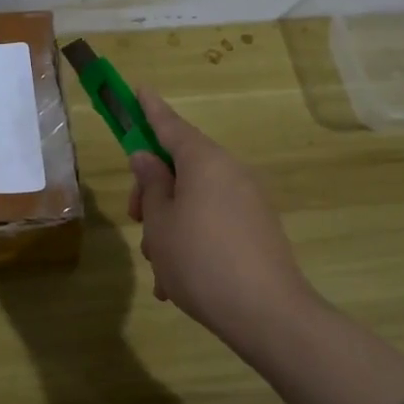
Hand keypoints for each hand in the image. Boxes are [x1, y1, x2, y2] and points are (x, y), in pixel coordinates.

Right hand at [127, 88, 308, 337]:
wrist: (268, 314)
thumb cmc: (200, 259)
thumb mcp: (160, 223)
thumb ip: (151, 185)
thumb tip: (147, 158)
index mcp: (205, 161)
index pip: (170, 125)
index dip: (150, 110)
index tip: (139, 89)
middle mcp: (230, 172)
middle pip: (181, 167)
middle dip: (153, 192)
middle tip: (136, 221)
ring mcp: (248, 201)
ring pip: (195, 200)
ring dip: (170, 226)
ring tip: (159, 270)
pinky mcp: (258, 230)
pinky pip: (214, 223)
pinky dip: (192, 242)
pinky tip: (177, 283)